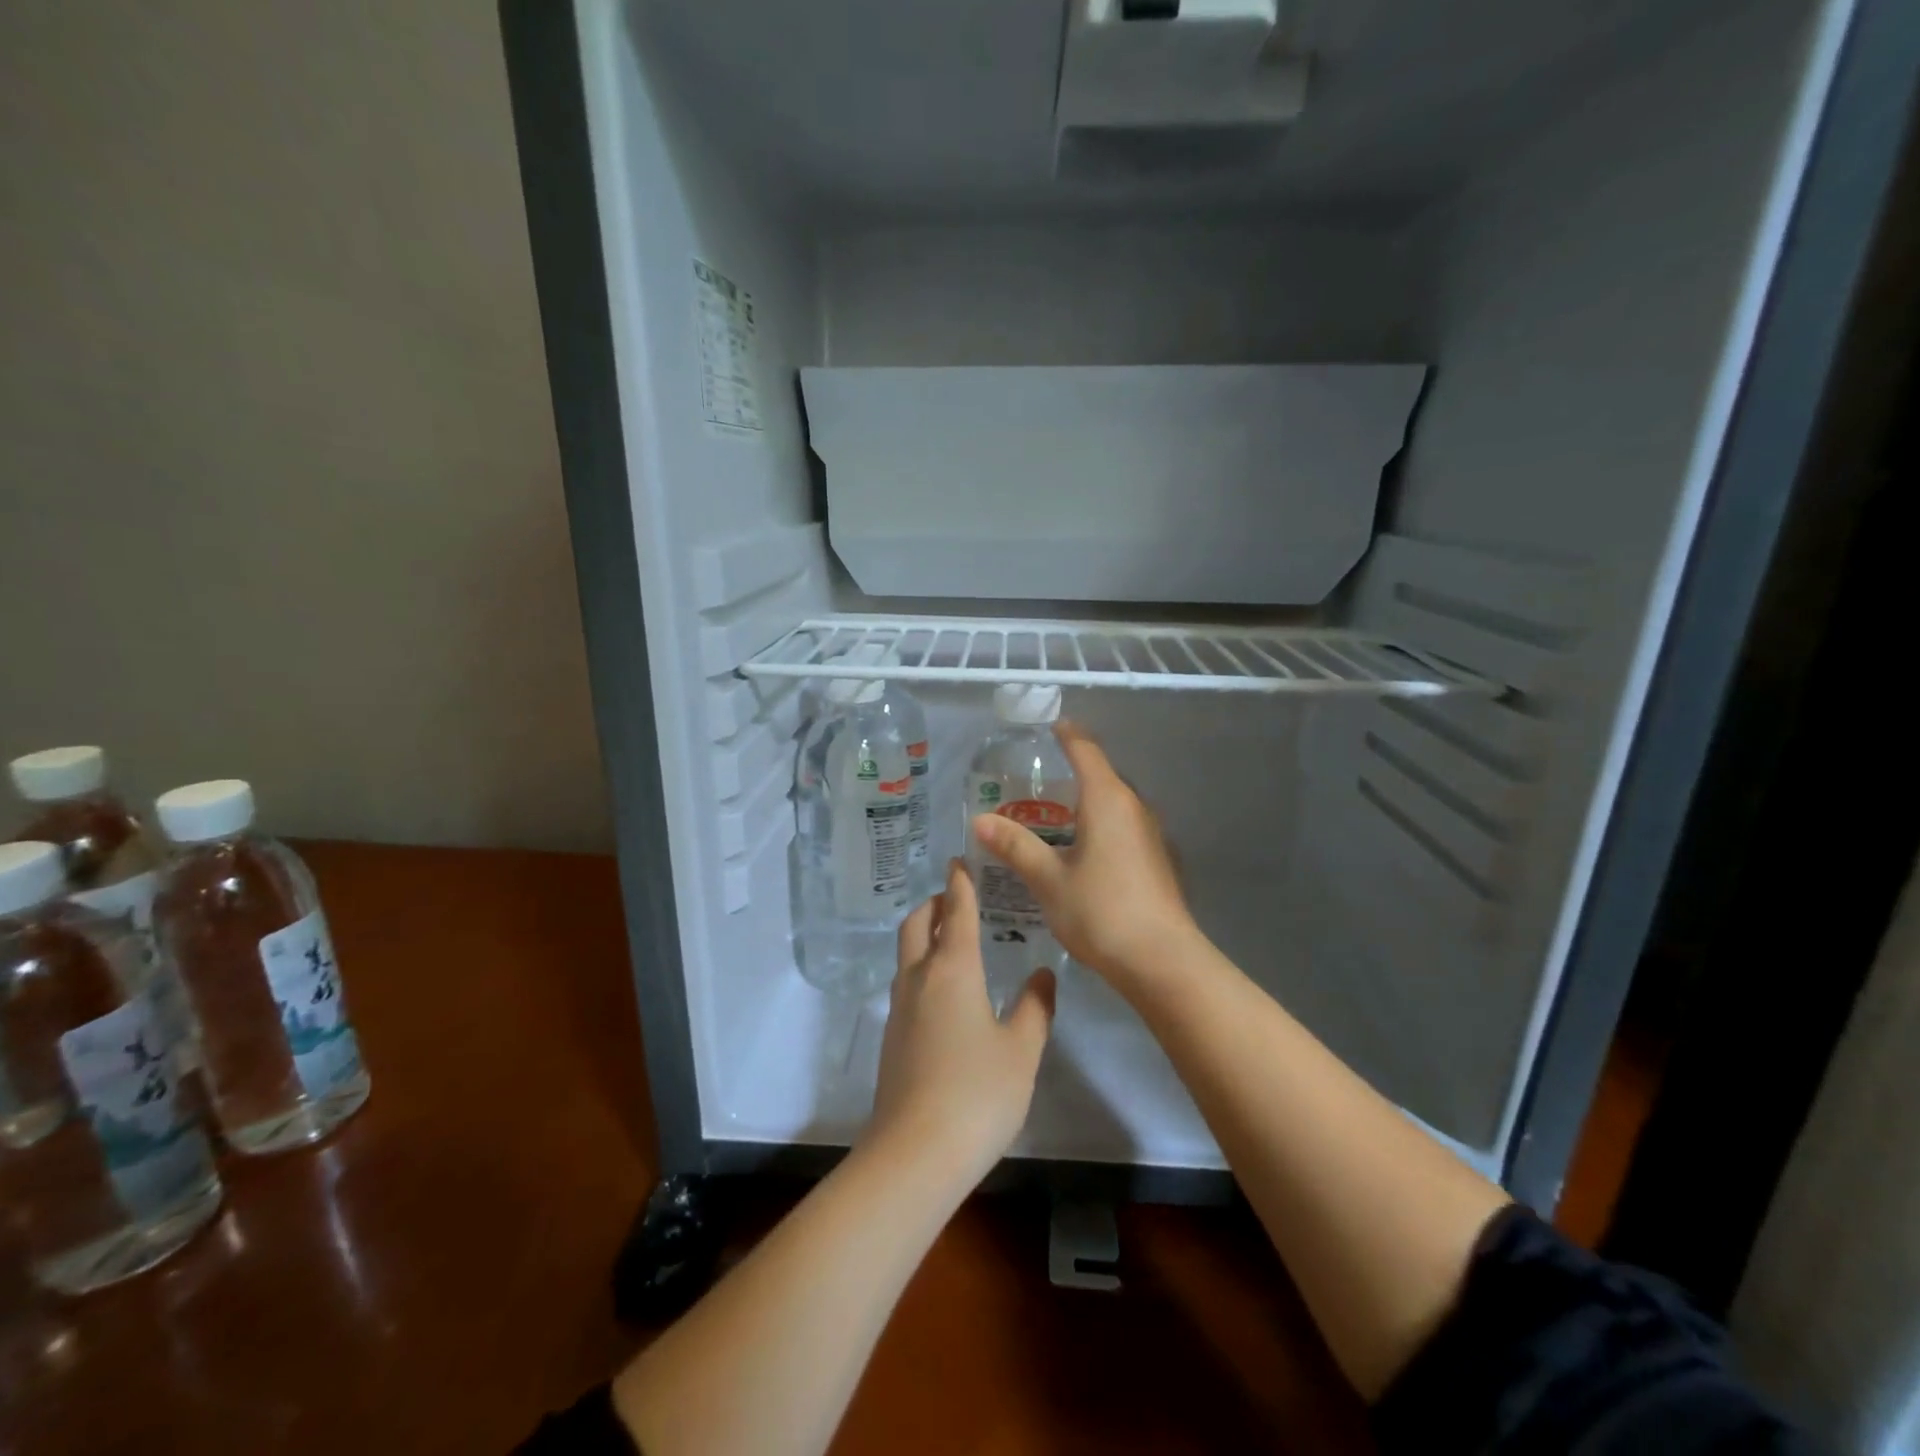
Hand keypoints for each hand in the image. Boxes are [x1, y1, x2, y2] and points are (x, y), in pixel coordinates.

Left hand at [866, 859, 1055, 1183]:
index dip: (960, 883)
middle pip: (918, 924)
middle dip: (934, 904)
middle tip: (956, 898)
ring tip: (951, 939)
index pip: (955, 911)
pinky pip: (906, 983)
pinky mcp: (892, 1037)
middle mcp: (920, 978)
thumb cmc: (977, 1093)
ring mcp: (900, 1008)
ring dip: (924, 934)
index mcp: (953, 969)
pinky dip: (922, 966)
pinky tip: (944, 991)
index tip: (960, 861)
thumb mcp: (1021, 1050)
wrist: (915, 1152)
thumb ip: (1035, 1008)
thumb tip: (1042, 974)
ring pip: (907, 954)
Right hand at [971, 721, 1198, 997]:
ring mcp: (1152, 835)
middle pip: (1103, 775)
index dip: (1068, 735)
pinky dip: (1102, 826)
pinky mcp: (1159, 860)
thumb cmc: (1101, 911)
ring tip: (1054, 816)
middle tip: (1037, 782)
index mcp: (1108, 800)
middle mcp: (1135, 808)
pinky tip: (1083, 851)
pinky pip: (1125, 827)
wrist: (1162, 961)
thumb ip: (1016, 846)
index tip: (1052, 726)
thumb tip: (980, 820)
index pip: (1086, 751)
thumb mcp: (1049, 879)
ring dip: (1088, 802)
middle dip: (1074, 771)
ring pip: (1116, 804)